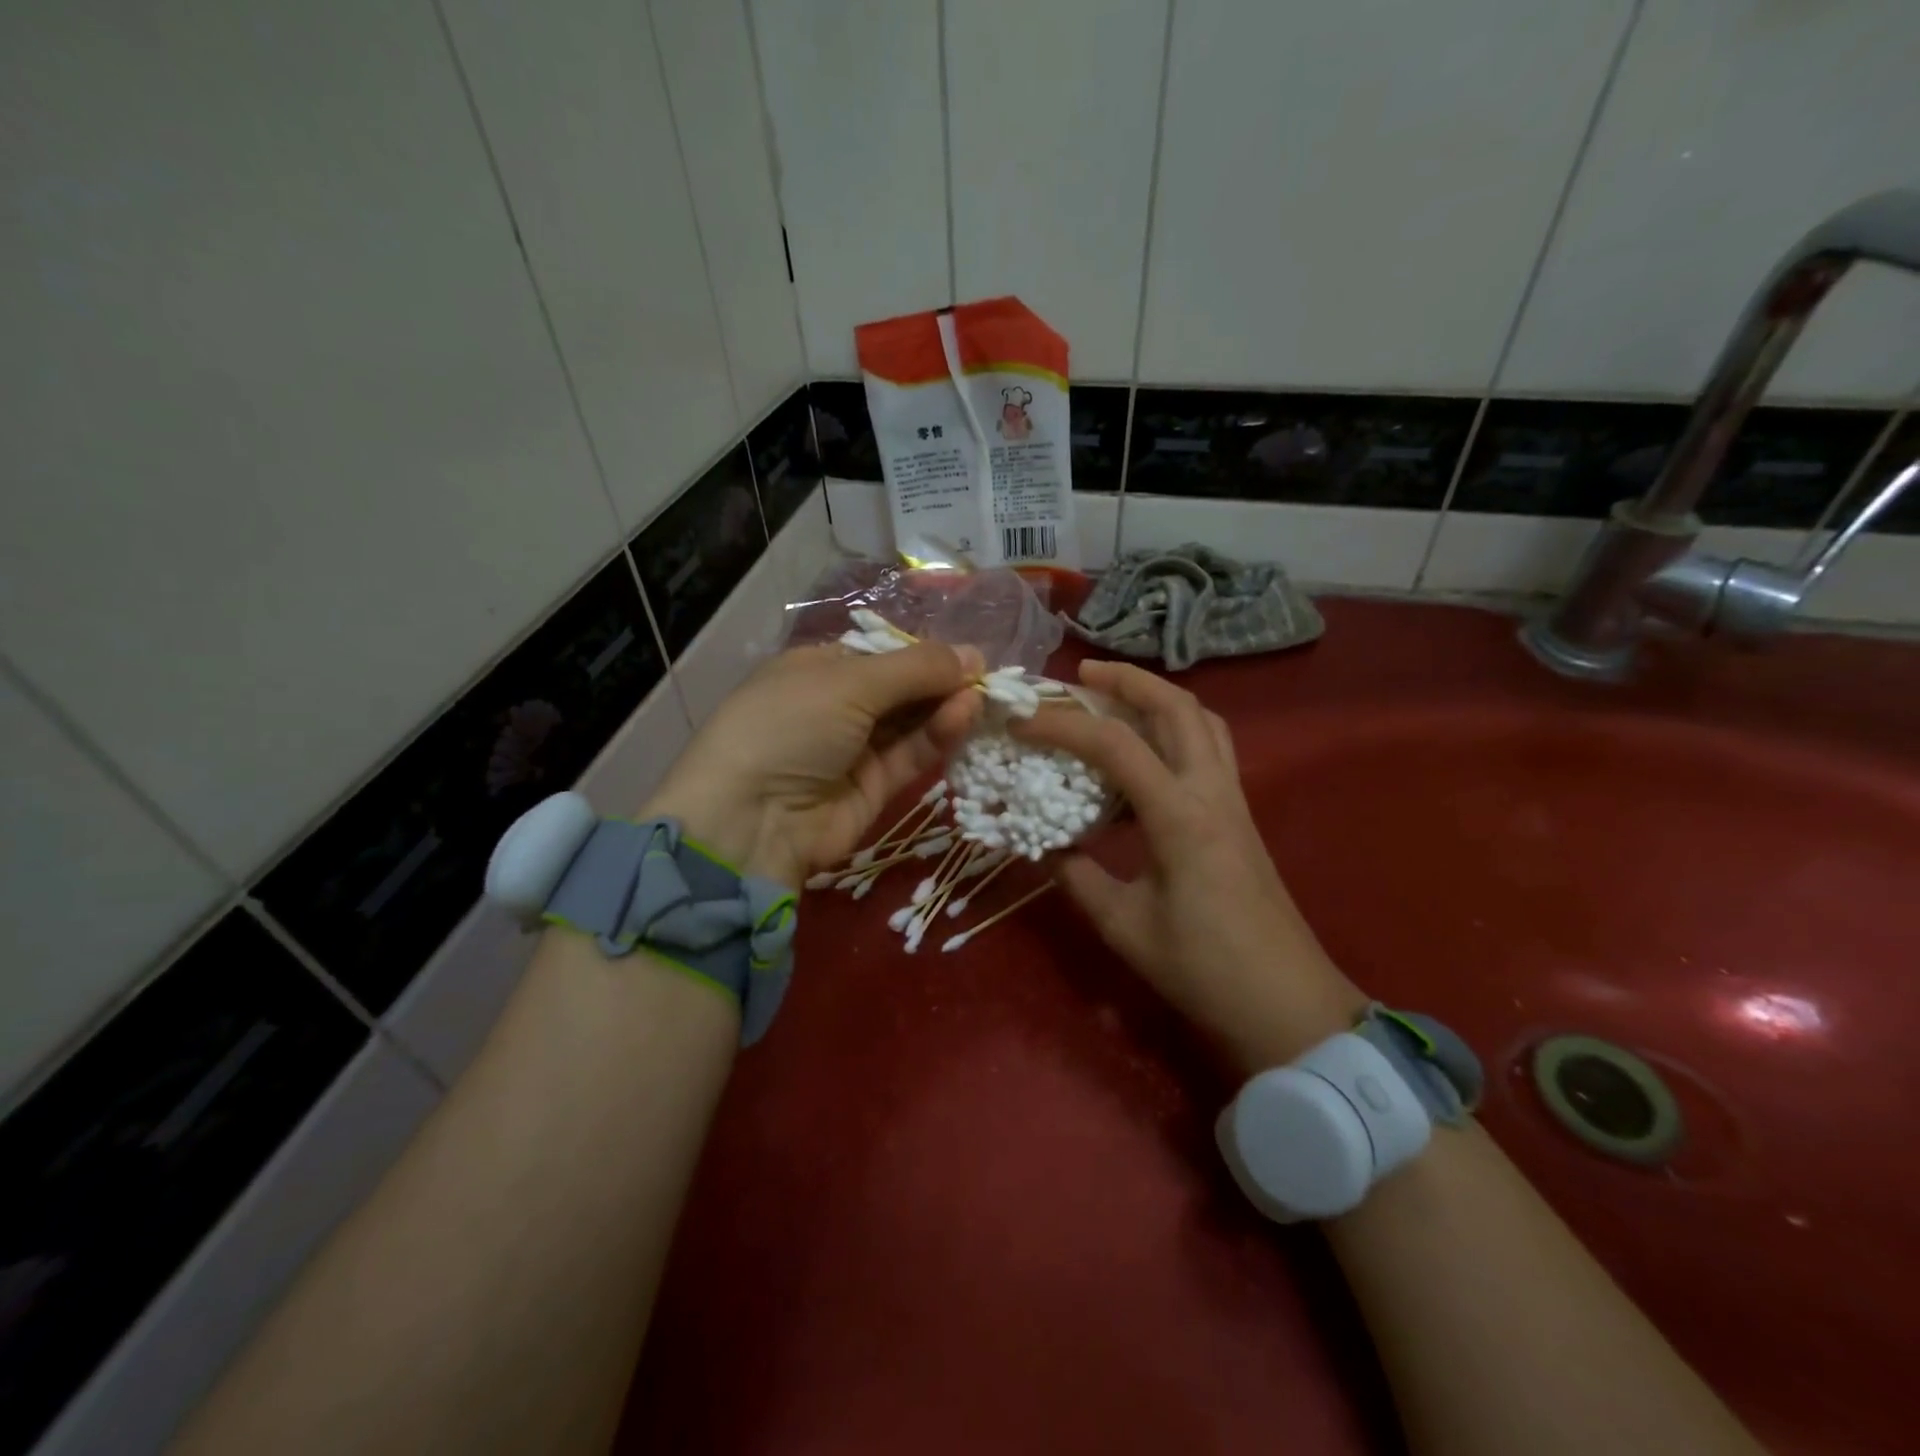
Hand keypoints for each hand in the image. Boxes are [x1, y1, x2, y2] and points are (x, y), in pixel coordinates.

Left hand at [645, 642, 982, 887]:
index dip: (925, 653)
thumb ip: (916, 668)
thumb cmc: (789, 726)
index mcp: (819, 668)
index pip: (883, 653)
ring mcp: (856, 748)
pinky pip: (912, 754)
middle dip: (942, 681)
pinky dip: (938, 735)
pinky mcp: (875, 787)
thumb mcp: (849, 682)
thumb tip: (973, 654)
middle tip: (988, 677)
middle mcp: (838, 705)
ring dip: (946, 707)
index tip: (968, 654)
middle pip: (902, 688)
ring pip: (912, 721)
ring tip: (982, 695)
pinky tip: (965, 715)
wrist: (749, 821)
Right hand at [1013, 660, 1365, 1072]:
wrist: (1286, 1003)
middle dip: (1127, 680)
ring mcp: (1233, 800)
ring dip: (1158, 697)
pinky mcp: (1239, 815)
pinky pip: (1211, 748)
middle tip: (1081, 675)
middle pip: (1177, 707)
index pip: (1115, 745)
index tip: (1021, 721)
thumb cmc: (1203, 969)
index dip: (1063, 725)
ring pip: (1203, 720)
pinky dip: (1176, 729)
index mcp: (1180, 816)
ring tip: (1114, 698)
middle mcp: (1212, 792)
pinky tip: (1147, 752)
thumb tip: (1043, 844)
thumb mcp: (1123, 925)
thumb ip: (1077, 876)